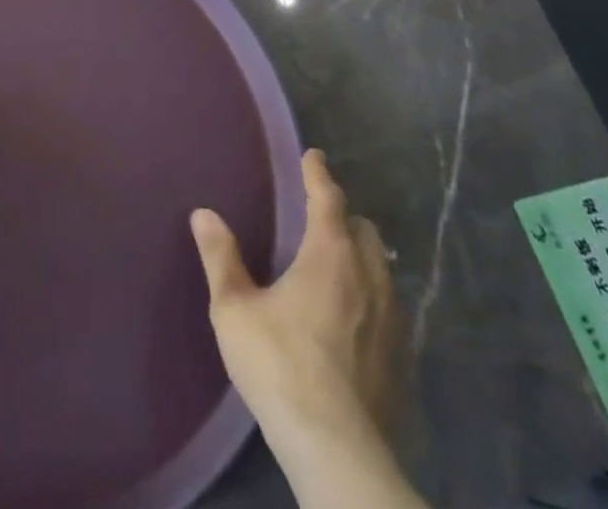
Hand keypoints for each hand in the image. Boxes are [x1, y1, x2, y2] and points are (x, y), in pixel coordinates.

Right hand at [190, 149, 398, 446]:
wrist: (338, 453)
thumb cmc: (280, 366)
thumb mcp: (235, 310)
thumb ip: (221, 258)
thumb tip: (204, 213)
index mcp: (330, 254)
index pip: (328, 198)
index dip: (318, 173)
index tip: (314, 155)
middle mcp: (369, 275)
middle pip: (364, 229)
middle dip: (345, 216)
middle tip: (321, 218)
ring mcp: (393, 319)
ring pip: (383, 268)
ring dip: (362, 257)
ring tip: (338, 267)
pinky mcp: (403, 358)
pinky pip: (391, 308)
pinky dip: (373, 297)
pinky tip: (355, 320)